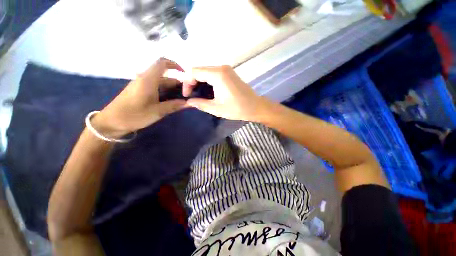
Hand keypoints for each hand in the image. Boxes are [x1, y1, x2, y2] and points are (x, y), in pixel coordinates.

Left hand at [92, 58, 187, 137]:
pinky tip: (169, 101)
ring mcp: (141, 84)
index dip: (175, 65)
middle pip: (164, 75)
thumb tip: (188, 103)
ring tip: (181, 98)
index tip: (185, 75)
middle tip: (188, 94)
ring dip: (171, 88)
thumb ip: (174, 105)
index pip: (162, 63)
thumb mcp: (157, 111)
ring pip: (160, 82)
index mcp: (149, 79)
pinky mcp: (139, 90)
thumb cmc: (134, 115)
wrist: (111, 122)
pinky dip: (165, 91)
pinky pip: (155, 86)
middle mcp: (145, 78)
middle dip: (177, 82)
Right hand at [182, 66, 268, 120]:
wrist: (255, 107)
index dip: (187, 82)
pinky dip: (207, 81)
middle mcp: (221, 67)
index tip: (187, 95)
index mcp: (217, 74)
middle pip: (199, 70)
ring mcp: (227, 69)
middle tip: (191, 95)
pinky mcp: (230, 73)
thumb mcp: (216, 108)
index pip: (194, 71)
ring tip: (198, 94)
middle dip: (192, 82)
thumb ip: (200, 104)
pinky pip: (214, 74)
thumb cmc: (237, 108)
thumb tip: (189, 102)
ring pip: (206, 72)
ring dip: (200, 81)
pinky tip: (208, 91)